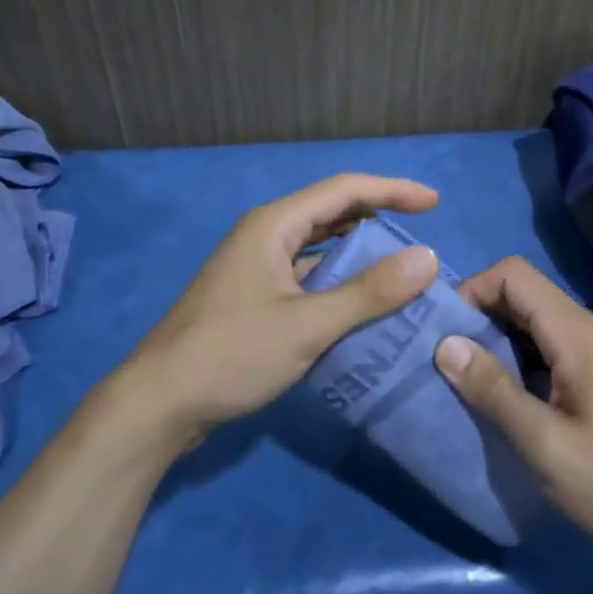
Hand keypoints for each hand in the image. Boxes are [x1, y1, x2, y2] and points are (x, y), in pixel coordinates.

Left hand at [114, 174, 440, 452]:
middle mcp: (264, 235)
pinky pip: (306, 276)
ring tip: (400, 270)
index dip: (392, 190)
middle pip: (331, 213)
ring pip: (318, 247)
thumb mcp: (307, 325)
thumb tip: (427, 258)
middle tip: (421, 236)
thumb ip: (368, 292)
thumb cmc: (231, 354)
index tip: (434, 203)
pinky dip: (337, 282)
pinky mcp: (253, 297)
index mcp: (273, 225)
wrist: (157, 404)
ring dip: (358, 254)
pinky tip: (360, 305)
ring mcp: (256, 267)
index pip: (344, 190)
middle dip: (377, 218)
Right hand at [433, 257, 592, 570]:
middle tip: (451, 361)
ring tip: (474, 382)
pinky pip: (559, 346)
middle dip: (482, 317)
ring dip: (503, 341)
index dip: (474, 290)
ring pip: (542, 322)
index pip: (514, 275)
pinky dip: (527, 359)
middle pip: (527, 295)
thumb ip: (494, 390)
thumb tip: (445, 344)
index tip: (446, 333)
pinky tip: (516, 398)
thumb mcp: (546, 445)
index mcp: (580, 333)